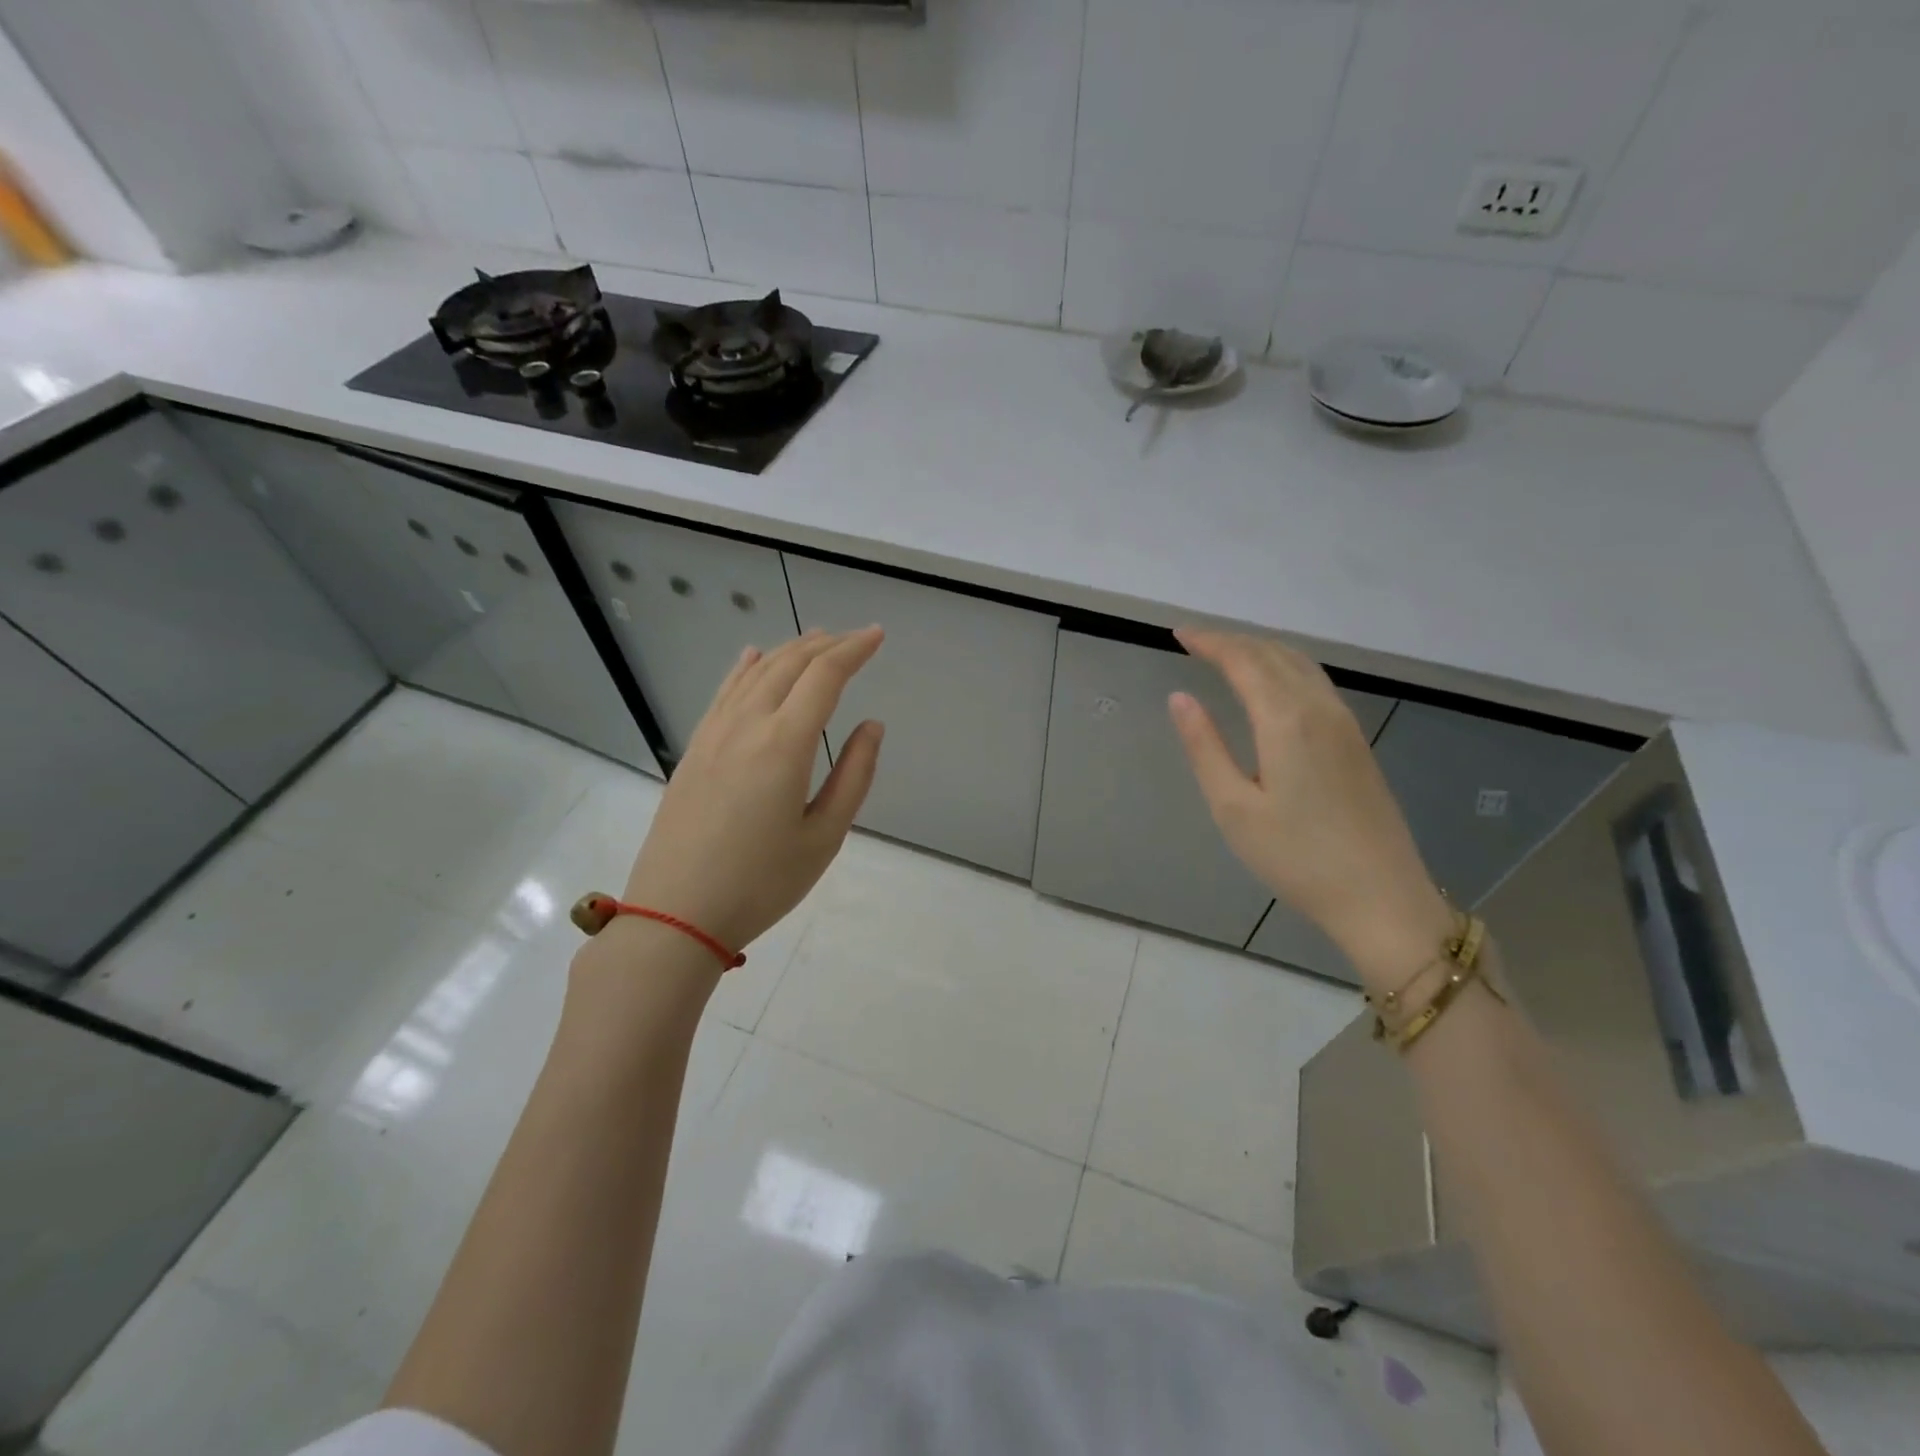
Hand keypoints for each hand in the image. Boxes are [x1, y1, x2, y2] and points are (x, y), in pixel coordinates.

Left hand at [621, 628, 884, 953]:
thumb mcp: (824, 837)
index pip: (825, 676)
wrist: (675, 914)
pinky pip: (724, 693)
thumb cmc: (761, 882)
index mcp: (784, 744)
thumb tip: (872, 726)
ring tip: (815, 639)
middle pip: (789, 665)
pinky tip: (752, 657)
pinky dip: (745, 668)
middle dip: (826, 645)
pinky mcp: (694, 750)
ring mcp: (714, 734)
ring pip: (755, 673)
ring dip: (789, 651)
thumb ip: (854, 775)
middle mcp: (747, 725)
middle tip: (854, 638)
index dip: (854, 650)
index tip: (877, 635)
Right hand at [1167, 628, 1450, 985]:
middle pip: (1274, 654)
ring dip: (1261, 650)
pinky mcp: (1358, 741)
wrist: (1381, 897)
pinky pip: (1316, 682)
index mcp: (1286, 720)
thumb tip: (1180, 698)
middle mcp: (1320, 709)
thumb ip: (1205, 747)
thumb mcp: (1233, 807)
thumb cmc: (1296, 857)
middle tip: (1196, 641)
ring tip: (1228, 653)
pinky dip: (1285, 667)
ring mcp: (1345, 723)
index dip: (1210, 642)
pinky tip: (1273, 683)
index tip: (1179, 634)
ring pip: (1300, 664)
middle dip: (1233, 641)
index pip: (1243, 661)